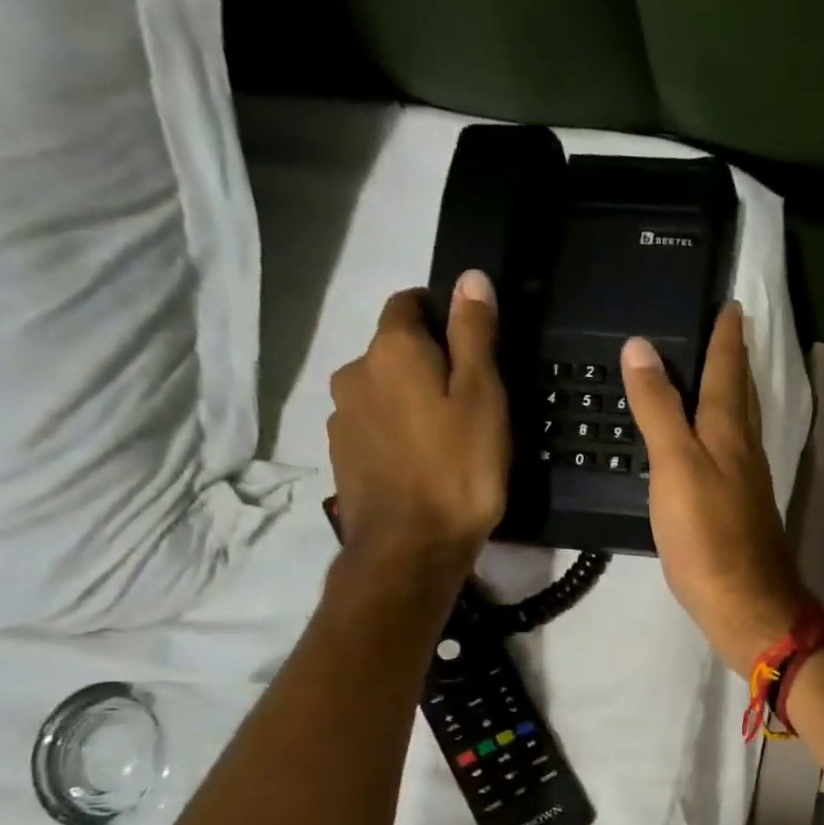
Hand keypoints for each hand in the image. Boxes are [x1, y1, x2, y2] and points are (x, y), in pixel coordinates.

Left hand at [328, 272, 510, 579]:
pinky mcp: (341, 455)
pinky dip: (396, 433)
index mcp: (391, 350)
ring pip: (381, 391)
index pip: (408, 303)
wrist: (411, 547)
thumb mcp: (483, 397)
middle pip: (393, 350)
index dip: (442, 314)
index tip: (473, 347)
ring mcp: (341, 416)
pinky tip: (422, 464)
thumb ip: (475, 335)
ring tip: (447, 439)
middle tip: (470, 402)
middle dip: (427, 363)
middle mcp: (354, 372)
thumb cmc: (460, 468)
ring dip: (409, 401)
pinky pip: (373, 426)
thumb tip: (470, 277)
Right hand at [622, 304, 813, 672]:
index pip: (728, 370)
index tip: (731, 303)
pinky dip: (718, 434)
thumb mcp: (675, 466)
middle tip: (726, 330)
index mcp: (729, 432)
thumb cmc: (707, 535)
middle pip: (740, 394)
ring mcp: (746, 482)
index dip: (726, 336)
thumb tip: (641, 348)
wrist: (744, 604)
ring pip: (738, 424)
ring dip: (729, 394)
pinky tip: (706, 443)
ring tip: (713, 375)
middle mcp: (744, 450)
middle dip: (734, 360)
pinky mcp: (739, 510)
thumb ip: (659, 409)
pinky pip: (730, 455)